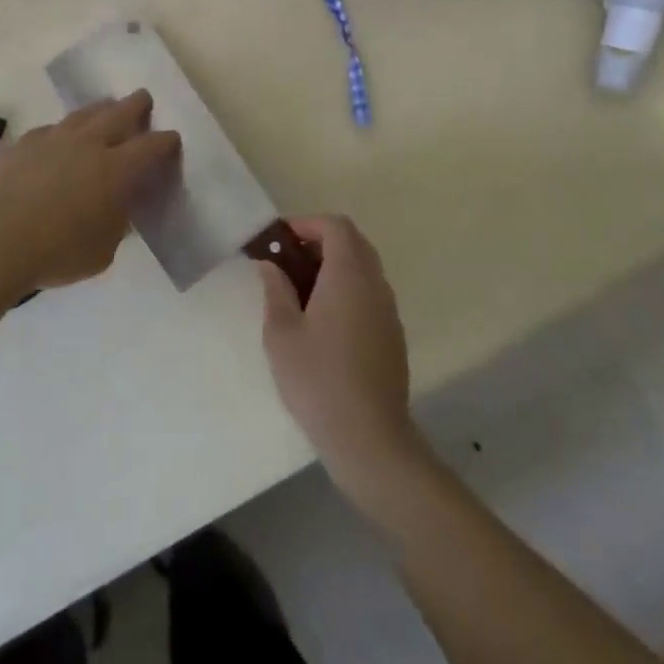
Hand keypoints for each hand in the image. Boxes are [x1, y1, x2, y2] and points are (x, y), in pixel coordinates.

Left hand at [0, 90, 179, 295]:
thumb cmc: (56, 252)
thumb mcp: (102, 251)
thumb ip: (115, 224)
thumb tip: (115, 210)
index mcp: (116, 169)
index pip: (151, 146)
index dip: (166, 141)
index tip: (172, 139)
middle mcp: (89, 144)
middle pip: (119, 113)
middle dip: (137, 105)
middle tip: (144, 99)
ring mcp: (53, 138)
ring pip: (84, 114)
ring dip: (100, 109)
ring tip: (106, 107)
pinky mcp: (23, 143)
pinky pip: (50, 129)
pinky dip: (62, 130)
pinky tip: (59, 137)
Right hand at [258, 216, 421, 496]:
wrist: (370, 439)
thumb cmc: (318, 380)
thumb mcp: (281, 333)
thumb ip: (275, 289)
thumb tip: (270, 264)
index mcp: (349, 275)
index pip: (336, 226)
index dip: (307, 224)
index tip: (281, 241)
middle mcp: (375, 284)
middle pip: (353, 243)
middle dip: (320, 242)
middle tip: (288, 262)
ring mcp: (388, 310)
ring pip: (364, 268)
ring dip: (334, 267)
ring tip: (301, 292)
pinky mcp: (393, 335)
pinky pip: (370, 294)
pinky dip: (348, 290)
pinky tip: (324, 322)